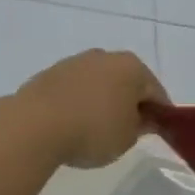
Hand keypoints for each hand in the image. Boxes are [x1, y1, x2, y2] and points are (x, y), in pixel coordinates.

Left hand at [12, 50, 169, 169]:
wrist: (34, 125)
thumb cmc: (92, 130)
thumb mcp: (127, 138)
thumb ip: (141, 127)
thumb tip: (143, 119)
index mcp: (132, 67)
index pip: (156, 92)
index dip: (160, 114)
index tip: (157, 132)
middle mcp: (105, 56)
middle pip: (126, 82)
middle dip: (129, 103)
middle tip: (127, 130)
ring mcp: (75, 62)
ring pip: (98, 83)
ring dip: (102, 101)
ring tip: (95, 129)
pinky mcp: (49, 74)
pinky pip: (74, 90)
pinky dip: (78, 103)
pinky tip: (72, 124)